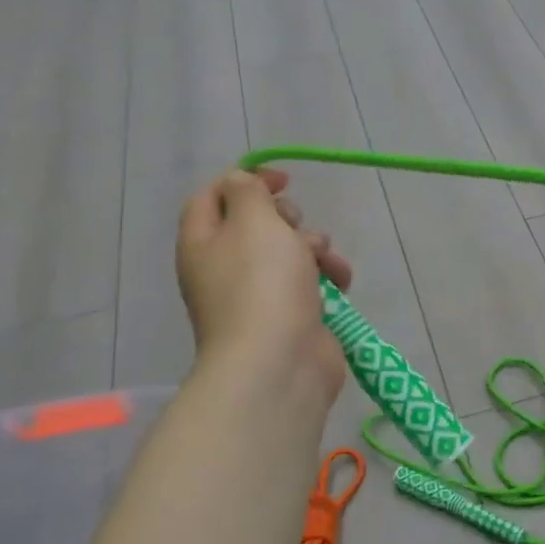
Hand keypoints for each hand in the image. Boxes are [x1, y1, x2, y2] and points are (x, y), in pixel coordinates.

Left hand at [175, 169, 352, 404]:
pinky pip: (310, 284)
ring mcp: (258, 295)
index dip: (245, 180)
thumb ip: (247, 191)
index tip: (283, 180)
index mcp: (203, 242)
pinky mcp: (290, 316)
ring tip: (326, 263)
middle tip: (296, 227)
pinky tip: (340, 285)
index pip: (212, 196)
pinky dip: (327, 279)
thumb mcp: (252, 221)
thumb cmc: (262, 285)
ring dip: (316, 249)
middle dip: (287, 218)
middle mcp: (225, 267)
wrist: (279, 363)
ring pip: (290, 253)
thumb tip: (242, 184)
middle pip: (256, 225)